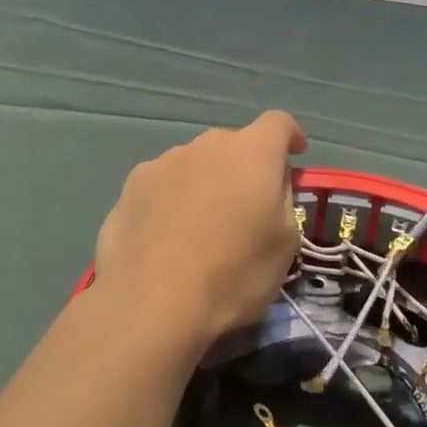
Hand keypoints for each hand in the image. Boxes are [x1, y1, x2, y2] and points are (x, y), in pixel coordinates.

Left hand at [93, 111, 308, 351]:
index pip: (278, 123)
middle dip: (244, 167)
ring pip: (195, 164)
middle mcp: (206, 144)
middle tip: (246, 208)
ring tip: (199, 228)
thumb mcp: (285, 243)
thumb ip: (282, 198)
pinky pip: (163, 184)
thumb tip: (271, 182)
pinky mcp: (131, 186)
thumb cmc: (234, 274)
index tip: (295, 154)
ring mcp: (163, 162)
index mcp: (252, 152)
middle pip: (233, 145)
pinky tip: (165, 237)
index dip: (290, 136)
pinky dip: (171, 200)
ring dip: (205, 183)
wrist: (152, 303)